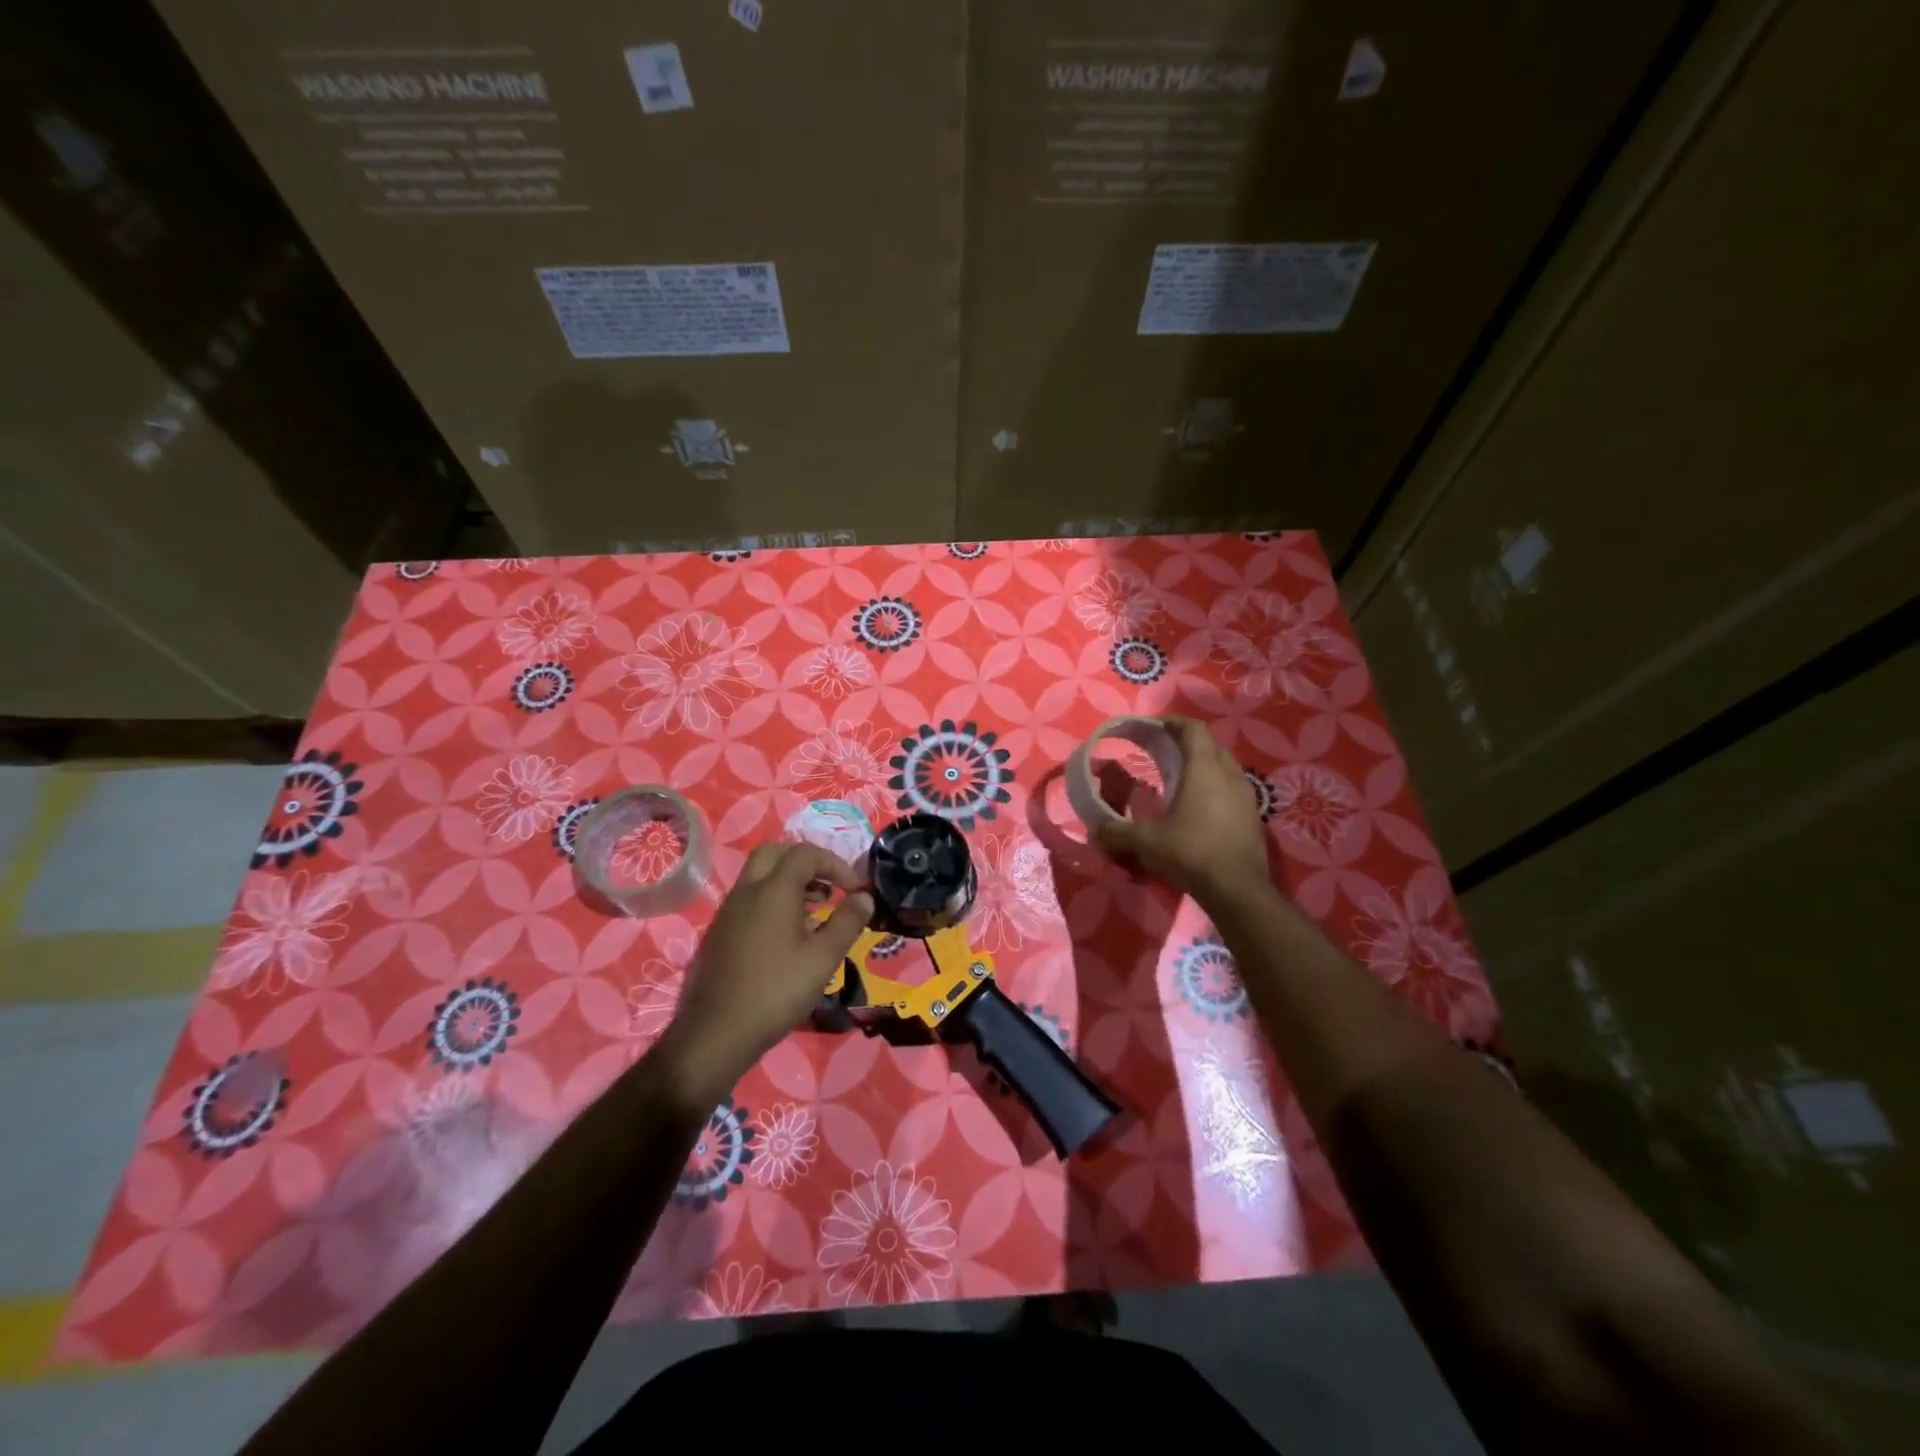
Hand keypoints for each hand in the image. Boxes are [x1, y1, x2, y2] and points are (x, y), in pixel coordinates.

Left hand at [656, 843, 872, 1107]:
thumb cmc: (777, 991)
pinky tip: (789, 936)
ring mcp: (728, 911)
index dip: (835, 864)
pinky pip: (749, 900)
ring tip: (816, 912)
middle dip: (806, 862)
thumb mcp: (823, 958)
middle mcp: (747, 891)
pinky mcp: (720, 933)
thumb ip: (847, 922)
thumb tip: (864, 897)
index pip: (806, 854)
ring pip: (759, 876)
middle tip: (829, 887)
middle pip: (775, 853)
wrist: (716, 1033)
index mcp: (773, 890)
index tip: (855, 890)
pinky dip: (772, 901)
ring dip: (789, 882)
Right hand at [1093, 717, 1269, 907]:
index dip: (1173, 723)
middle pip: (1210, 747)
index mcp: (1203, 770)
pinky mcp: (1253, 817)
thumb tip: (1094, 830)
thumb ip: (1117, 832)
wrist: (1238, 890)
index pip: (1193, 729)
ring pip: (1225, 769)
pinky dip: (1216, 791)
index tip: (1154, 728)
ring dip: (1204, 770)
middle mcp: (1229, 775)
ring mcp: (1246, 796)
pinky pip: (1233, 792)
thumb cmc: (1191, 854)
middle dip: (1187, 746)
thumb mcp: (1146, 843)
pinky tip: (1199, 812)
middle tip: (1164, 756)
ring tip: (1181, 784)